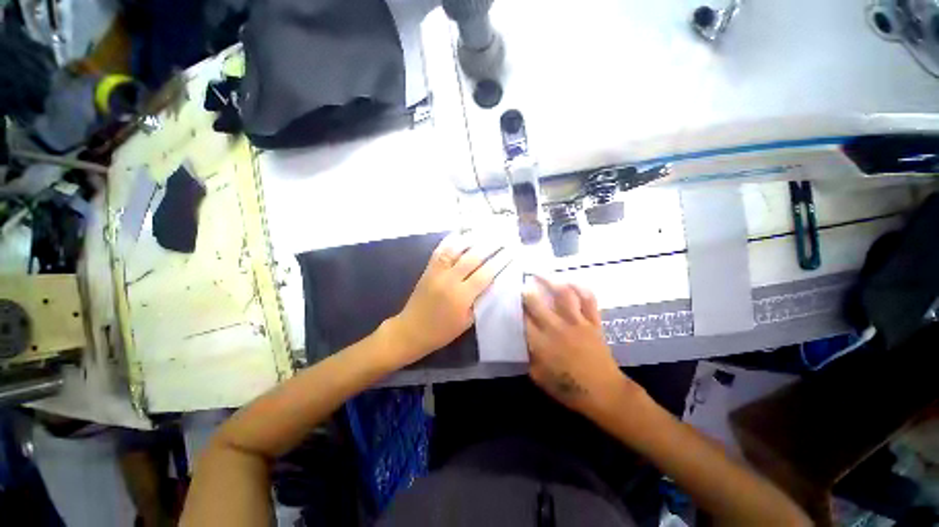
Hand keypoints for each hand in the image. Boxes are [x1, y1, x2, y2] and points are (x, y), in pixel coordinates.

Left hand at [388, 232, 511, 365]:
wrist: (411, 330)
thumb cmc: (442, 330)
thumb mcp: (467, 321)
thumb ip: (481, 300)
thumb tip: (494, 281)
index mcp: (462, 296)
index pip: (486, 273)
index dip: (500, 261)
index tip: (511, 252)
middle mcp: (450, 280)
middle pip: (473, 257)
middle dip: (491, 245)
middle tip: (503, 238)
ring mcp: (437, 272)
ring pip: (456, 249)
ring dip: (472, 239)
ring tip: (486, 232)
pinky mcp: (428, 269)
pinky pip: (441, 250)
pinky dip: (451, 240)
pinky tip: (461, 234)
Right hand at [523, 277, 636, 418]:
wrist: (604, 393)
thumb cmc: (568, 388)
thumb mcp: (539, 377)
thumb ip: (528, 356)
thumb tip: (522, 340)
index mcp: (541, 343)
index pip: (523, 320)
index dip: (515, 308)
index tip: (509, 301)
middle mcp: (557, 328)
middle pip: (538, 303)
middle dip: (527, 292)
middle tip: (522, 284)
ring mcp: (578, 322)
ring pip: (564, 295)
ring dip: (551, 282)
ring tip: (542, 275)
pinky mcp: (593, 322)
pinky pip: (589, 300)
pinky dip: (581, 288)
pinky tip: (571, 282)